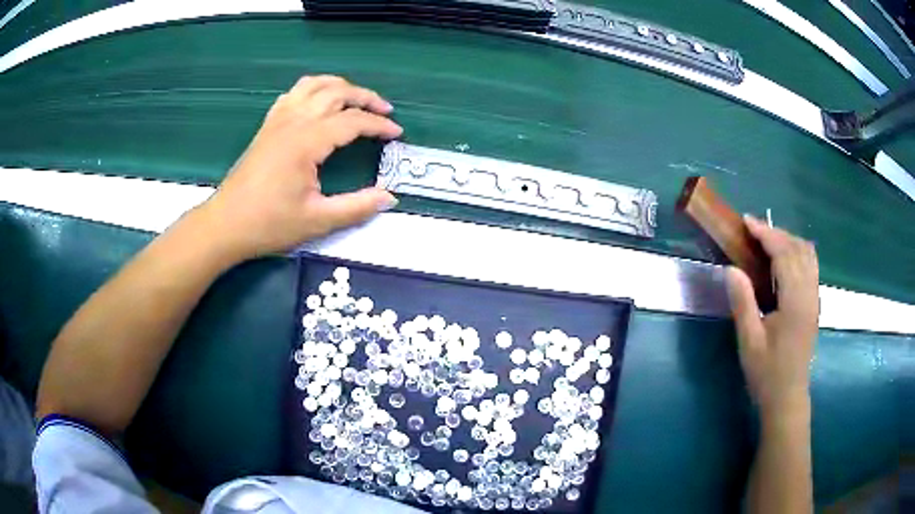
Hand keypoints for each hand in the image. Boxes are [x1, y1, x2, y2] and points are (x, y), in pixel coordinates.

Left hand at [198, 75, 401, 260]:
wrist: (225, 225)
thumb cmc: (268, 224)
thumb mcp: (317, 221)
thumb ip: (357, 207)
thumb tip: (389, 198)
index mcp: (307, 141)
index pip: (352, 121)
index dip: (378, 125)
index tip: (396, 134)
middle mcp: (293, 121)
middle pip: (336, 92)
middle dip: (365, 97)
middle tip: (384, 111)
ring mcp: (277, 120)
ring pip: (313, 85)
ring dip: (339, 86)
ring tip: (356, 98)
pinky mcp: (267, 126)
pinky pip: (293, 94)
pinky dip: (313, 89)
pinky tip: (319, 101)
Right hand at [726, 216, 818, 420]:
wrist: (787, 398)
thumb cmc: (767, 373)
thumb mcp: (749, 341)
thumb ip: (743, 302)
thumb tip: (731, 268)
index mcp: (795, 301)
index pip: (784, 254)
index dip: (765, 234)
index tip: (746, 221)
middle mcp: (809, 293)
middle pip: (798, 248)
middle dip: (776, 232)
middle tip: (753, 230)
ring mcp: (814, 298)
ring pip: (808, 254)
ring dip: (788, 240)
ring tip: (767, 240)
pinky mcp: (814, 304)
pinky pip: (810, 266)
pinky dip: (797, 252)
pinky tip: (783, 259)